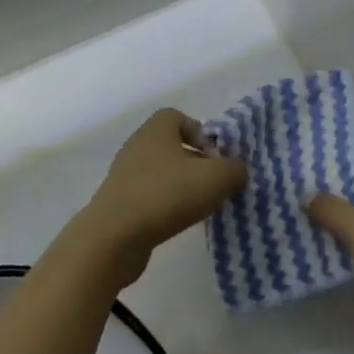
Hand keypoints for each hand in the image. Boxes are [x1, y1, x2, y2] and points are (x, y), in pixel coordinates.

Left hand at [71, 110, 245, 286]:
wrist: (115, 236)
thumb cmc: (167, 194)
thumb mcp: (216, 178)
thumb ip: (235, 169)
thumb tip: (238, 170)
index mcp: (157, 128)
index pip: (180, 118)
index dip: (202, 134)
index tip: (216, 159)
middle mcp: (138, 145)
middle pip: (173, 147)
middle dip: (197, 164)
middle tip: (215, 185)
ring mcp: (125, 174)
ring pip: (163, 173)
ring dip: (183, 187)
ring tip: (200, 208)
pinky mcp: (119, 202)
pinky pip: (150, 196)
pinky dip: (166, 206)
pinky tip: (177, 223)